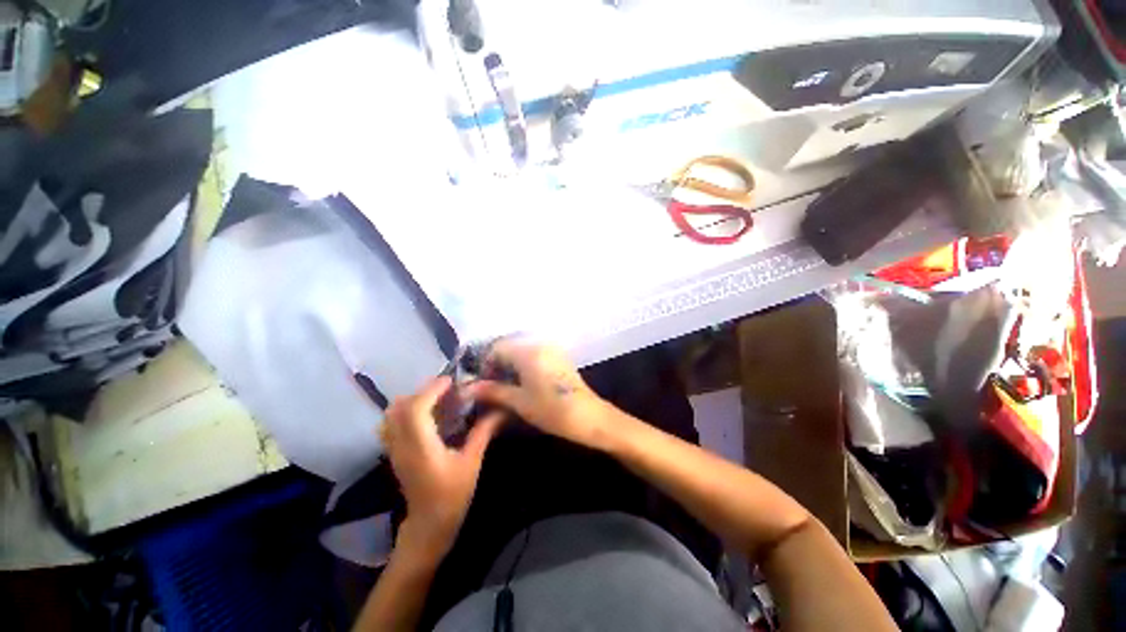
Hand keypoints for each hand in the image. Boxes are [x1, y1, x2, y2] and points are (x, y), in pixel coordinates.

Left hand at [381, 376, 503, 556]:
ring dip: (413, 400)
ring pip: (391, 415)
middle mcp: (403, 446)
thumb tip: (500, 410)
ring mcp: (395, 450)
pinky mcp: (394, 453)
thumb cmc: (453, 495)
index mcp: (422, 448)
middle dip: (423, 391)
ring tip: (436, 398)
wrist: (429, 525)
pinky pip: (391, 424)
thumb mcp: (472, 462)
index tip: (450, 380)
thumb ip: (483, 432)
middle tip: (446, 388)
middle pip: (400, 407)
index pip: (416, 409)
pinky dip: (406, 411)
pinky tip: (427, 414)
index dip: (431, 390)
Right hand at [464, 339, 611, 448]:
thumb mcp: (519, 401)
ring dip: (510, 364)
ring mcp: (551, 348)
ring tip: (505, 386)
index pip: (497, 348)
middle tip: (491, 386)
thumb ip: (493, 391)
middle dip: (497, 364)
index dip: (485, 365)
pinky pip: (534, 353)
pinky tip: (522, 382)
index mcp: (528, 351)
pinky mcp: (558, 356)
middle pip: (509, 346)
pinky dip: (523, 364)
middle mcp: (539, 343)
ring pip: (521, 350)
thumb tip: (468, 388)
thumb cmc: (551, 410)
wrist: (588, 416)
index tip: (481, 384)